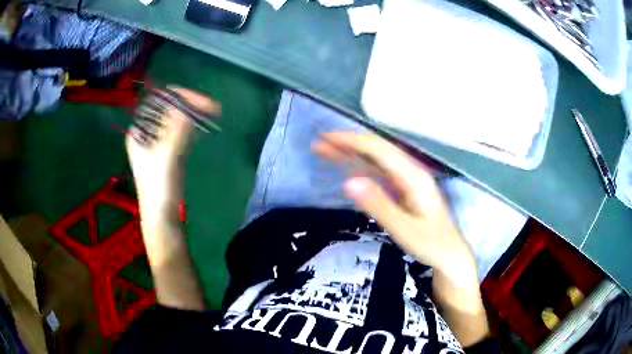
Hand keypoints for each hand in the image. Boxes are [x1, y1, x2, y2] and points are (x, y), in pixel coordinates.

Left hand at [126, 88, 220, 213]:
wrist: (162, 214)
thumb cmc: (159, 186)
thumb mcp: (167, 155)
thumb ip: (178, 128)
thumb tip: (191, 104)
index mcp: (141, 130)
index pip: (159, 102)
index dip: (180, 97)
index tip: (201, 101)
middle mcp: (148, 132)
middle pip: (169, 108)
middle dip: (189, 103)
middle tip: (211, 106)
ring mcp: (158, 141)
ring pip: (176, 118)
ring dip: (193, 113)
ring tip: (212, 111)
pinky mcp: (169, 150)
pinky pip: (180, 130)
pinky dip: (192, 125)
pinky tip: (203, 124)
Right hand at [314, 131, 488, 345]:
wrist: (450, 254)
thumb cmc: (431, 244)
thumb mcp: (404, 230)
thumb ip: (379, 206)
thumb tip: (348, 182)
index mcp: (413, 176)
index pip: (379, 150)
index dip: (352, 142)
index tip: (327, 139)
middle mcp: (411, 171)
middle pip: (377, 150)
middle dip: (348, 144)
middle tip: (321, 143)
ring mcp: (408, 179)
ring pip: (377, 160)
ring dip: (352, 154)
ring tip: (327, 151)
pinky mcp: (404, 189)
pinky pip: (380, 173)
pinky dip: (362, 168)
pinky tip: (348, 169)